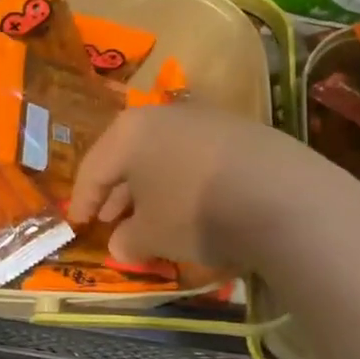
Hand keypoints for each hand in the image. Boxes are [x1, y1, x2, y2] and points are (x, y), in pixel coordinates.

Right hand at [68, 105, 359, 270]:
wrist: (282, 197)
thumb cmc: (195, 213)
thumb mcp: (152, 236)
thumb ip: (128, 239)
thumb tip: (120, 244)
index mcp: (130, 133)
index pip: (93, 168)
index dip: (83, 200)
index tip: (77, 224)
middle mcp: (164, 115)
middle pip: (130, 157)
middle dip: (118, 192)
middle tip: (111, 221)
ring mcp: (206, 120)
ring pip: (165, 156)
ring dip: (154, 187)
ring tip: (152, 218)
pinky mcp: (242, 132)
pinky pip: (198, 158)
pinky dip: (187, 182)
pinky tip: (195, 207)